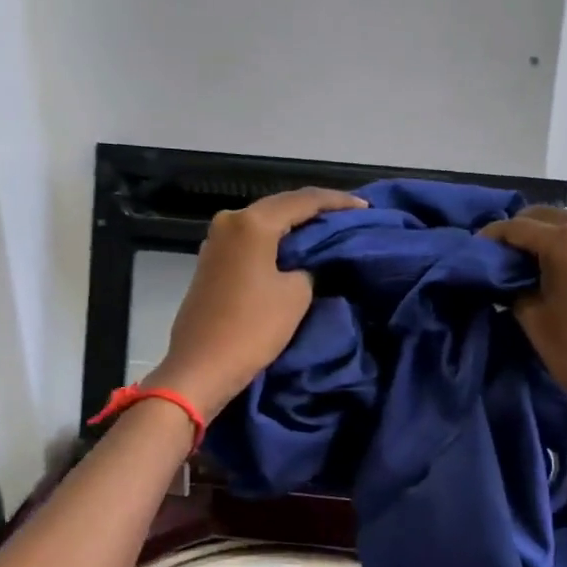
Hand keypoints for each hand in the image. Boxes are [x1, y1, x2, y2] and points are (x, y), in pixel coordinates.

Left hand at [144, 187, 366, 420]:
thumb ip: (310, 266)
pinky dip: (276, 241)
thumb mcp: (297, 294)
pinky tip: (296, 249)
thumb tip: (308, 262)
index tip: (365, 207)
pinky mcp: (213, 261)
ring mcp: (217, 240)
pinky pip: (252, 240)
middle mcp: (230, 221)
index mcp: (252, 222)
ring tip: (327, 232)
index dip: (338, 202)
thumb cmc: (252, 327)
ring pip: (265, 222)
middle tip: (349, 217)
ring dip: (295, 226)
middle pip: (281, 206)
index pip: (304, 200)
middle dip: (316, 210)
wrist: (201, 366)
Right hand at [480, 206, 566, 450]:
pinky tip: (566, 270)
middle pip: (547, 217)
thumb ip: (514, 284)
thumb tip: (507, 272)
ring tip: (534, 263)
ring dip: (550, 237)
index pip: (518, 227)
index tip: (475, 247)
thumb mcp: (532, 317)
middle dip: (522, 231)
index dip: (492, 235)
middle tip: (502, 255)